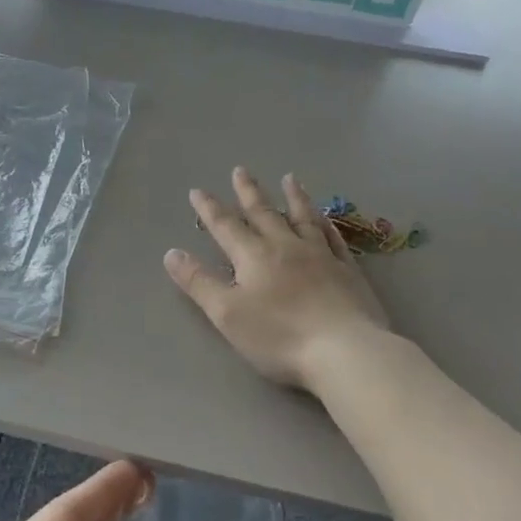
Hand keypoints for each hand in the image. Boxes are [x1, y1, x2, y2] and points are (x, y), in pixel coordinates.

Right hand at [165, 167, 391, 391]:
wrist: (345, 351)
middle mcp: (286, 247)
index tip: (197, 190)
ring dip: (293, 197)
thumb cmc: (279, 336)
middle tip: (241, 170)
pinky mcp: (348, 271)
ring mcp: (321, 256)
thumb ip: (199, 282)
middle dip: (248, 192)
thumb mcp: (227, 313)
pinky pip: (334, 238)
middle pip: (264, 213)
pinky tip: (325, 219)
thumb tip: (172, 253)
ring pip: (303, 218)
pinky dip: (326, 224)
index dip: (209, 209)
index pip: (226, 226)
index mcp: (254, 256)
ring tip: (289, 179)